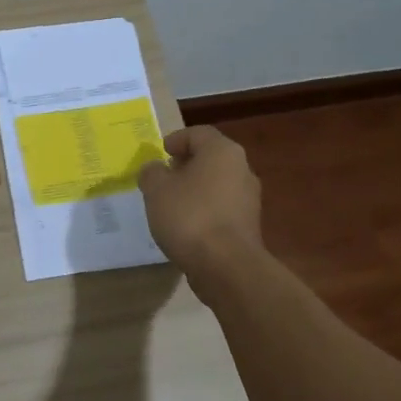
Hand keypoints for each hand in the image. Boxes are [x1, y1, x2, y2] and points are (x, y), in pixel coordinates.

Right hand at [137, 126, 263, 273]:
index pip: (198, 133)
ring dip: (195, 189)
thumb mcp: (156, 189)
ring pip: (217, 184)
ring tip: (170, 203)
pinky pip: (222, 208)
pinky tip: (186, 226)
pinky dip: (204, 210)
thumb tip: (154, 169)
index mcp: (222, 152)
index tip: (161, 153)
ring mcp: (249, 199)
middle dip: (186, 165)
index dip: (176, 139)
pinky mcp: (248, 226)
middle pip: (210, 158)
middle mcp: (242, 169)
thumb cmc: (190, 216)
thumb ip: (151, 173)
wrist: (227, 267)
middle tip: (163, 176)